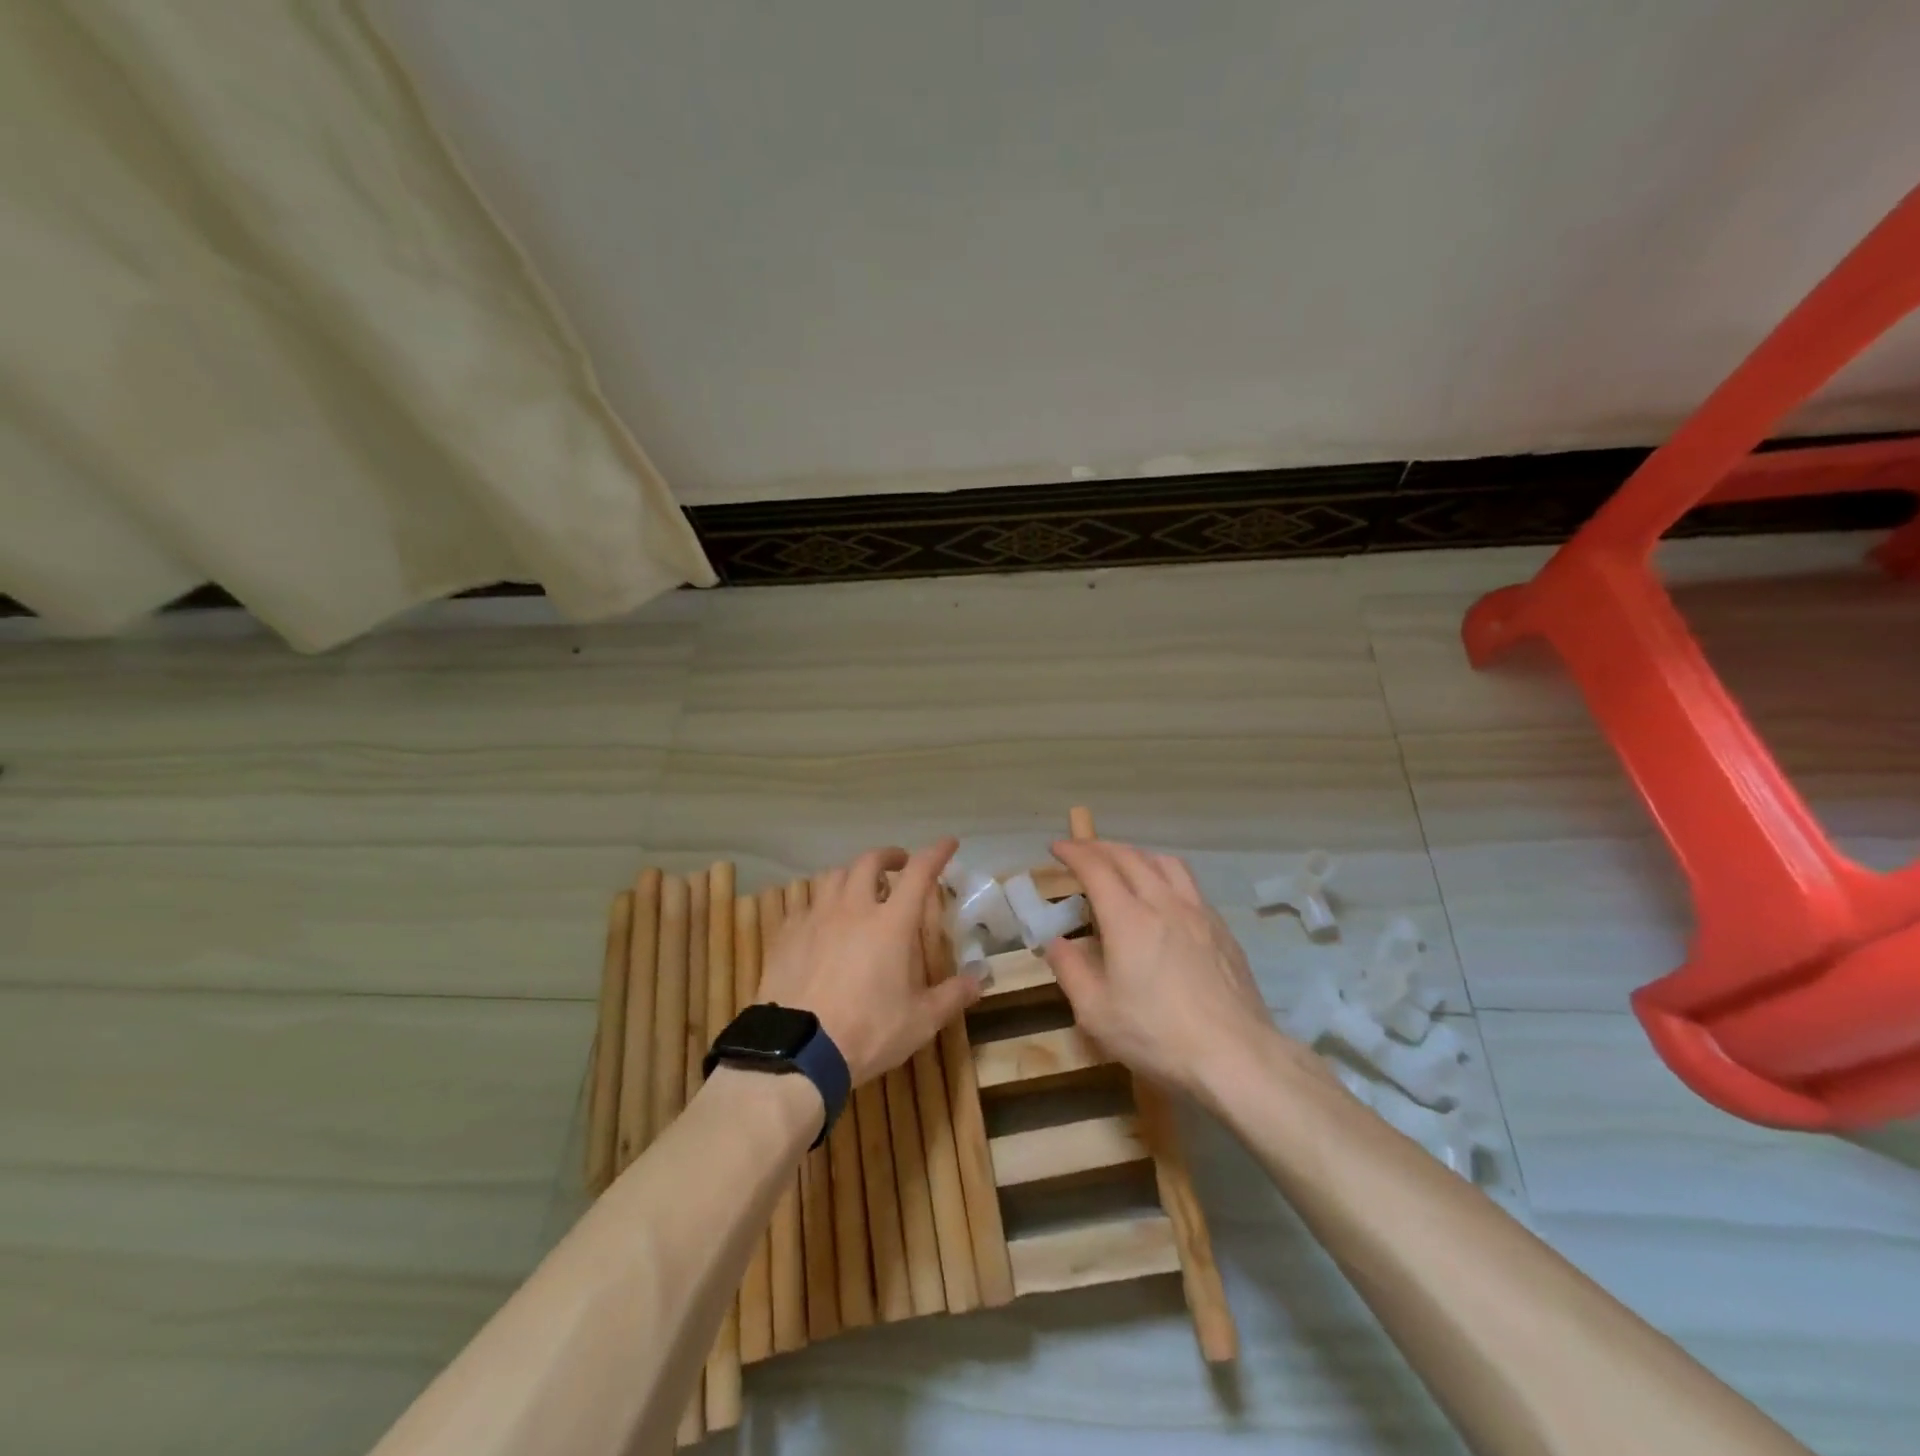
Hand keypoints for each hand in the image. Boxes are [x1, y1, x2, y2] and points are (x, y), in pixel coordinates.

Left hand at [757, 839, 980, 1086]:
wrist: (797, 1051)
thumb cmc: (868, 1032)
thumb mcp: (920, 1021)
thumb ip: (952, 996)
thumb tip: (979, 980)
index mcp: (891, 924)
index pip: (919, 873)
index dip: (936, 853)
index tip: (948, 843)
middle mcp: (853, 909)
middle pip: (869, 861)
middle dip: (889, 856)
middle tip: (899, 864)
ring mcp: (816, 918)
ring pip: (834, 876)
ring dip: (852, 875)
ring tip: (859, 888)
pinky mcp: (787, 934)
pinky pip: (806, 905)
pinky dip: (821, 904)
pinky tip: (823, 921)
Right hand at [1044, 838, 1283, 1099]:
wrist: (1237, 1056)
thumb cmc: (1158, 1036)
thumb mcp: (1096, 1013)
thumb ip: (1070, 971)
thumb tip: (1056, 942)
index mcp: (1128, 919)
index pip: (1096, 868)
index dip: (1073, 852)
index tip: (1056, 847)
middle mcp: (1164, 903)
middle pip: (1130, 857)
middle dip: (1100, 847)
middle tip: (1082, 851)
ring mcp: (1198, 913)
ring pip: (1165, 863)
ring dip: (1137, 854)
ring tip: (1124, 864)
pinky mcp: (1222, 929)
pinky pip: (1189, 884)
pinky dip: (1165, 875)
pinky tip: (1164, 897)